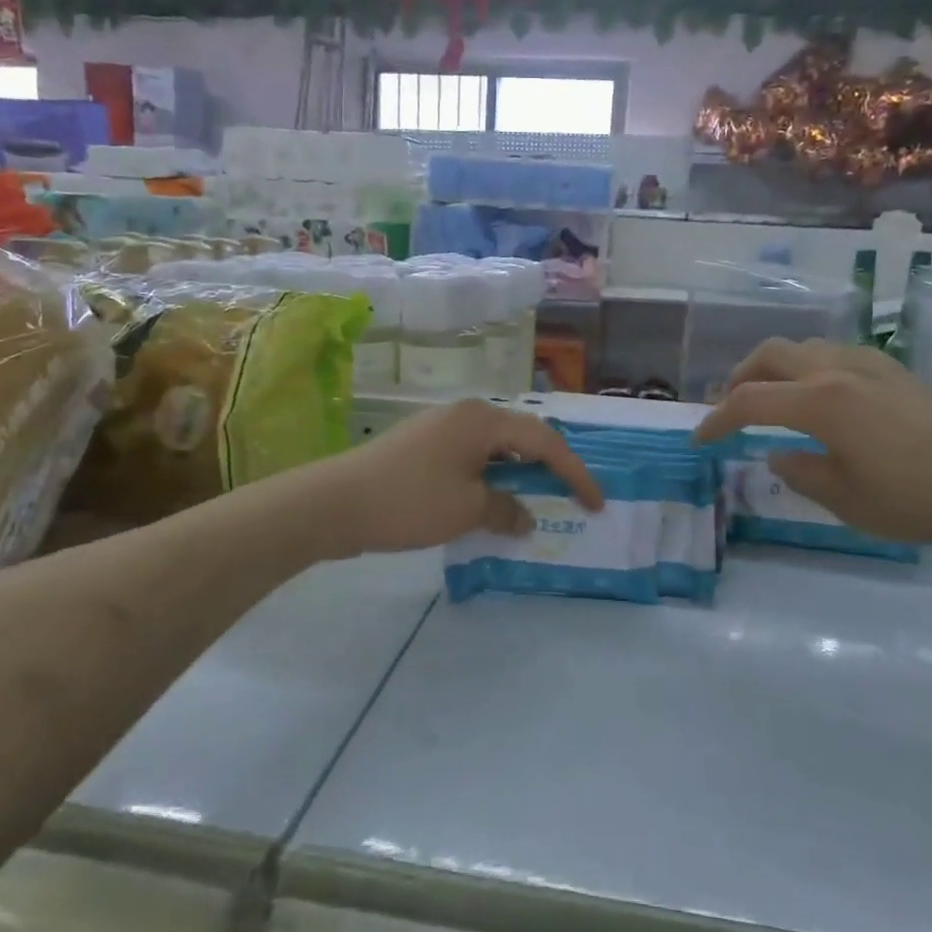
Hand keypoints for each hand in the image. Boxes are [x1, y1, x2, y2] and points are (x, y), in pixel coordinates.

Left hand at [313, 399, 602, 557]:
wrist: (335, 503)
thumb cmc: (410, 501)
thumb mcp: (467, 510)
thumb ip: (506, 510)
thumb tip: (524, 517)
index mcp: (483, 420)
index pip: (544, 441)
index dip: (574, 472)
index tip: (596, 503)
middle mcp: (466, 414)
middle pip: (521, 438)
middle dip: (548, 469)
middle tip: (570, 499)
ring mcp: (441, 428)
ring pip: (495, 450)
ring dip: (517, 477)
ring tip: (534, 505)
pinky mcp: (423, 447)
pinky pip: (471, 459)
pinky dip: (490, 480)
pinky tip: (491, 506)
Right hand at [692, 338, 931, 551]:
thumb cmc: (920, 501)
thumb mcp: (847, 501)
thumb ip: (800, 473)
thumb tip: (778, 454)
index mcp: (820, 402)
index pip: (748, 402)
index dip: (716, 420)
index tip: (699, 440)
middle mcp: (837, 370)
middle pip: (769, 355)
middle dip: (738, 379)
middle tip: (729, 410)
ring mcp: (869, 364)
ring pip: (801, 348)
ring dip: (773, 370)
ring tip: (768, 402)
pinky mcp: (893, 370)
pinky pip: (832, 354)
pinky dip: (806, 368)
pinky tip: (817, 399)